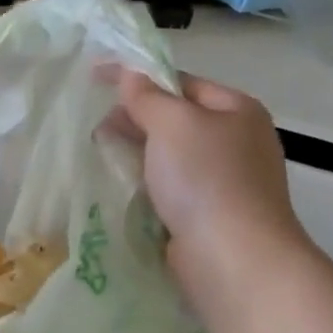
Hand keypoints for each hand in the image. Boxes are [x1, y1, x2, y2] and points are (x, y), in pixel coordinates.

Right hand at [116, 70, 312, 308]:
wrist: (233, 258)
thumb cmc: (206, 180)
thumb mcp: (173, 124)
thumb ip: (147, 96)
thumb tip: (130, 74)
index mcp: (237, 110)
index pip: (181, 81)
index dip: (138, 77)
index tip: (95, 77)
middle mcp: (236, 141)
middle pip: (176, 119)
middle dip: (134, 119)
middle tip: (96, 128)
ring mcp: (225, 181)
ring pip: (170, 156)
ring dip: (136, 153)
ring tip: (101, 156)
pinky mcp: (208, 215)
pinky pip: (170, 188)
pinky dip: (146, 184)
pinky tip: (122, 187)